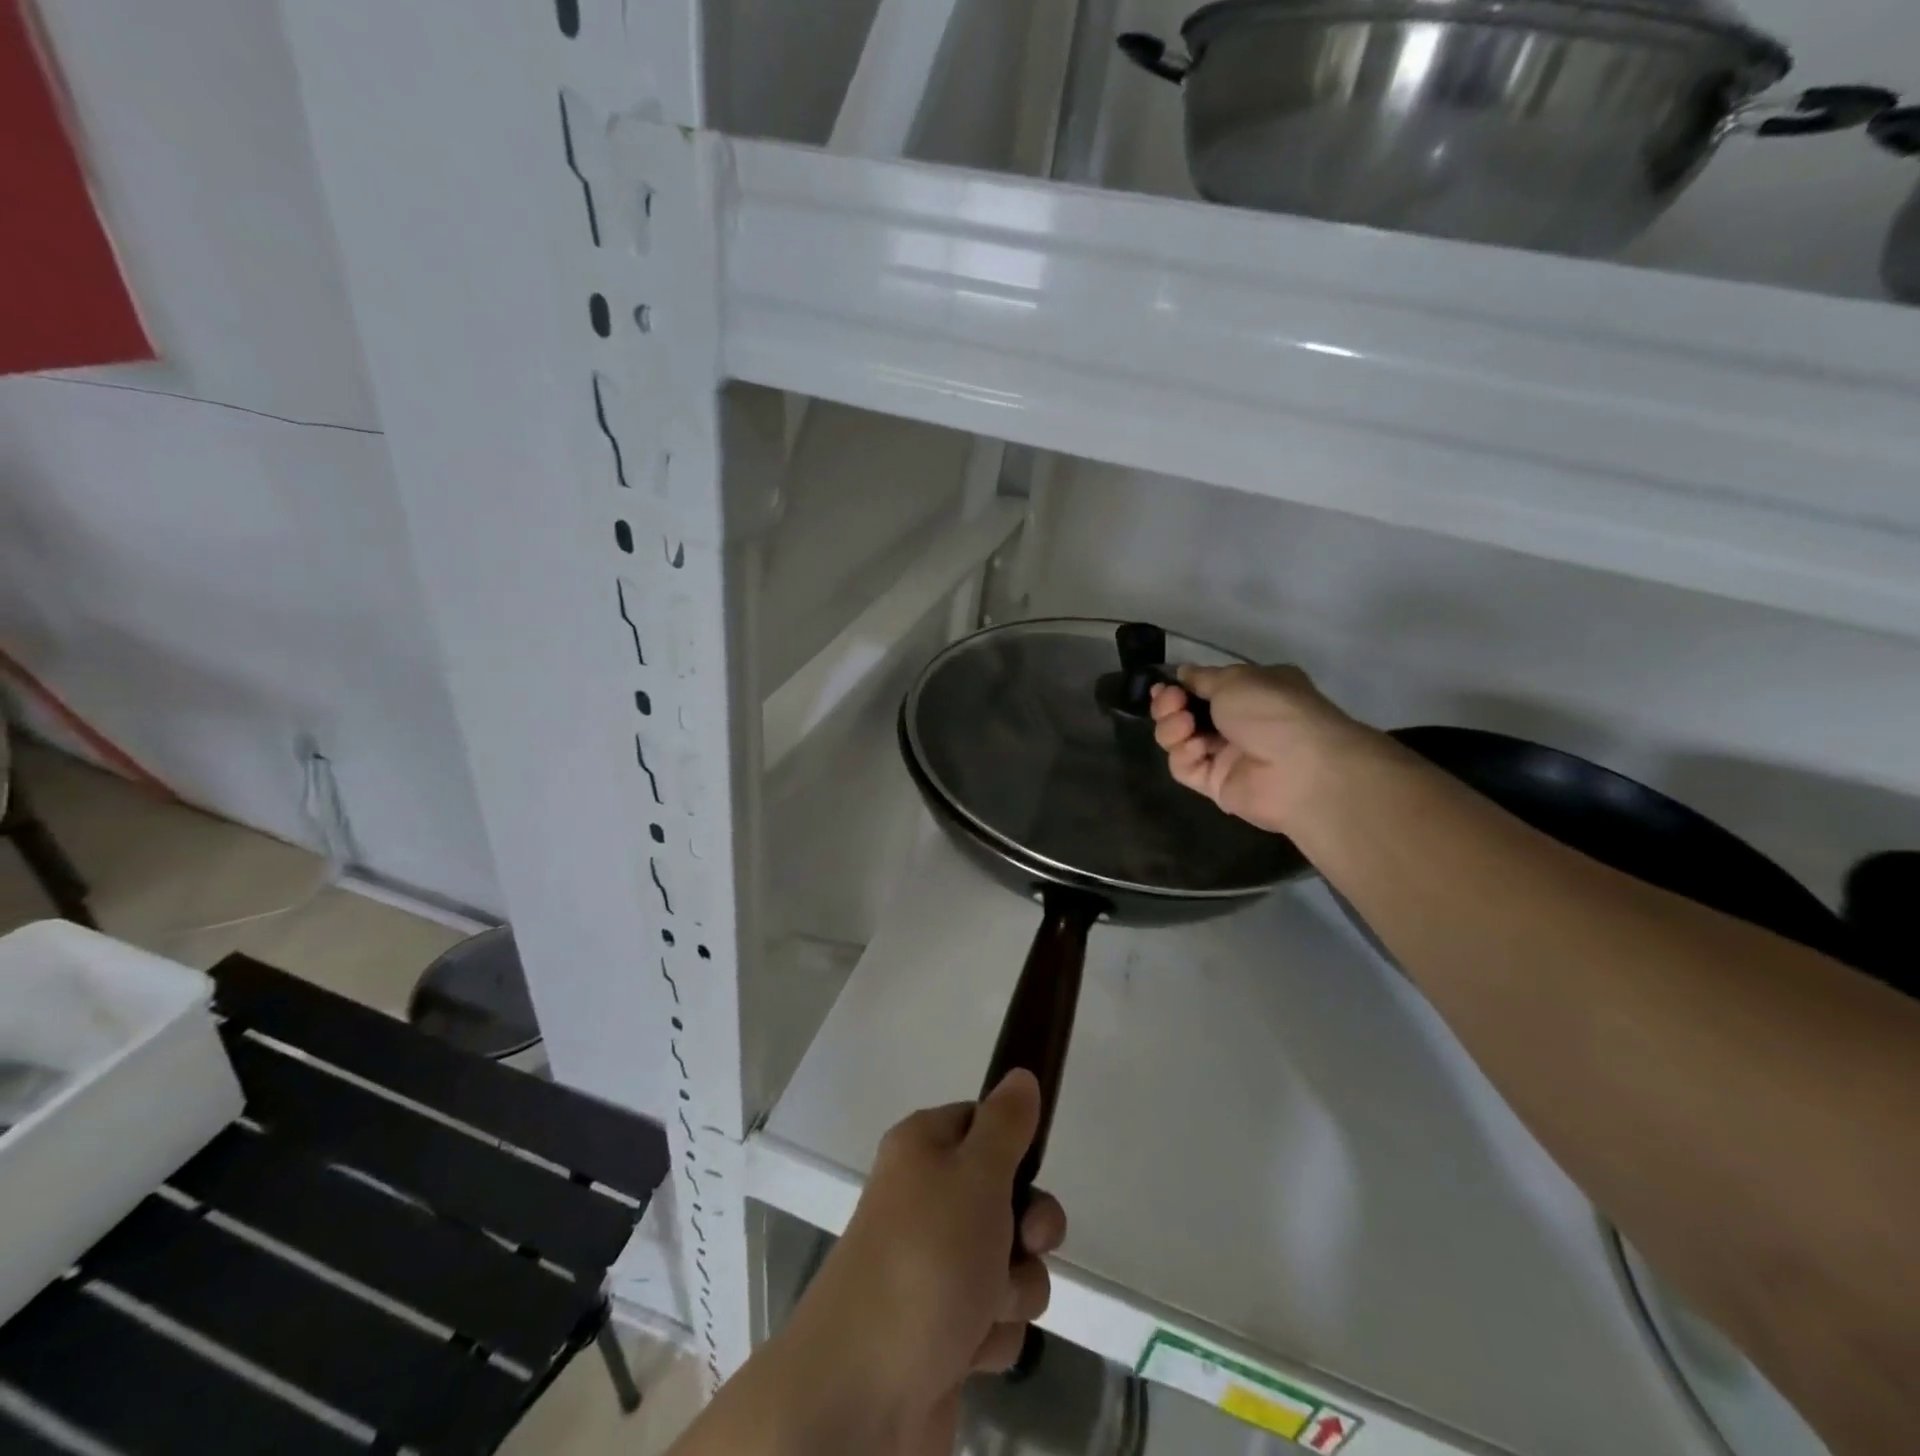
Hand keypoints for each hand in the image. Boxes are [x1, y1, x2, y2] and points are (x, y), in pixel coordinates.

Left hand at [787, 1070, 1066, 1415]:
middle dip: (1028, 1229)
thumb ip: (1006, 1124)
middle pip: (1006, 1197)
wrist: (864, 1392)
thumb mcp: (976, 1175)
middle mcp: (925, 1200)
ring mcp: (933, 1267)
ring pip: (1009, 1262)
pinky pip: (994, 1317)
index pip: (983, 1122)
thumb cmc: (926, 1259)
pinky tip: (969, 1349)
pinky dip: (992, 1333)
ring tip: (983, 1307)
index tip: (1032, 1169)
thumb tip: (1020, 1075)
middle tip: (1023, 1242)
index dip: (1014, 1147)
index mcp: (923, 1149)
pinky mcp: (943, 1329)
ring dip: (1013, 1288)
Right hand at [1150, 663, 1376, 834]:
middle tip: (1172, 702)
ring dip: (1172, 728)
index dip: (1179, 686)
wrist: (1299, 768)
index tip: (1163, 686)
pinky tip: (1196, 749)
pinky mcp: (1216, 784)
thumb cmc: (1271, 710)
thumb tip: (1183, 673)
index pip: (1204, 687)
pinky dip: (1184, 756)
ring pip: (1179, 739)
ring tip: (1184, 724)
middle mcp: (1238, 721)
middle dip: (1169, 705)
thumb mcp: (1235, 678)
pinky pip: (1185, 768)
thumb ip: (1202, 677)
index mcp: (1251, 691)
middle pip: (1185, 712)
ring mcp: (1226, 754)